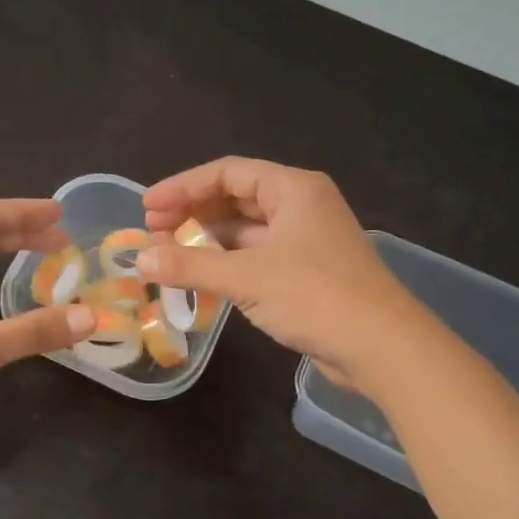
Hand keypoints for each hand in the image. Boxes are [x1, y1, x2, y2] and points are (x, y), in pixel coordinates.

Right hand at [138, 157, 421, 388]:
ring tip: (170, 254)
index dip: (182, 187)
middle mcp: (302, 206)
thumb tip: (138, 259)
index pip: (227, 172)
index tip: (147, 207)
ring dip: (208, 239)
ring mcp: (306, 241)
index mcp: (294, 189)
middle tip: (154, 231)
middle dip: (193, 211)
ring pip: (246, 229)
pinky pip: (257, 256)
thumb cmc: (315, 296)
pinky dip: (228, 263)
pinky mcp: (307, 273)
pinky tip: (203, 277)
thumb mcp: (246, 277)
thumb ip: (189, 266)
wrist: (381, 346)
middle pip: (237, 197)